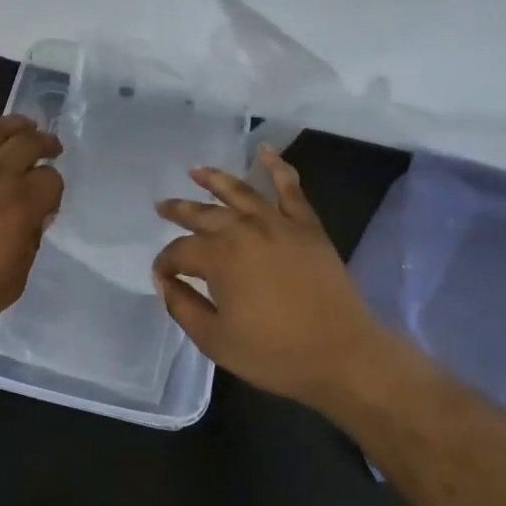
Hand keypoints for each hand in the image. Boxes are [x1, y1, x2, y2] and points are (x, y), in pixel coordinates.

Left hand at [0, 99, 64, 343]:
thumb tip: (35, 218)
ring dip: (14, 123)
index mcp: (18, 206)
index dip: (54, 188)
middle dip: (44, 143)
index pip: (50, 180)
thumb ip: (29, 245)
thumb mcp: (11, 283)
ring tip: (25, 124)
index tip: (48, 200)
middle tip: (50, 147)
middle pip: (26, 144)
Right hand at [153, 146, 389, 411]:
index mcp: (219, 258)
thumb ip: (183, 308)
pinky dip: (277, 166)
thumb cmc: (275, 354)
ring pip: (240, 191)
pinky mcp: (306, 225)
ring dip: (215, 179)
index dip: (165, 264)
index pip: (180, 252)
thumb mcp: (216, 340)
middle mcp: (244, 229)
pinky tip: (265, 150)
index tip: (162, 277)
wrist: (343, 355)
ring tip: (196, 171)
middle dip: (179, 211)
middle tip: (162, 207)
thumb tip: (165, 282)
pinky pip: (290, 188)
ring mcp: (278, 223)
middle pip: (203, 214)